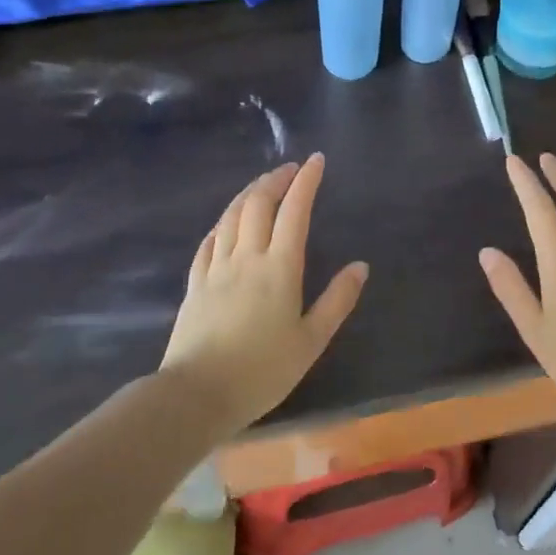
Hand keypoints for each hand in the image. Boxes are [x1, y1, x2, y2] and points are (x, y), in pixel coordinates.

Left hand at [159, 153, 367, 436]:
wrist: (197, 394)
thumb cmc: (262, 371)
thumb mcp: (311, 341)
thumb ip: (337, 301)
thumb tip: (360, 266)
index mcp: (280, 268)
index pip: (295, 211)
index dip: (306, 181)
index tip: (316, 160)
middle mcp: (247, 257)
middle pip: (259, 204)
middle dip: (276, 179)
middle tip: (290, 168)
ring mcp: (217, 268)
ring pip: (231, 216)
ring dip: (249, 193)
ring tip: (262, 185)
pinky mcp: (195, 283)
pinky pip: (209, 240)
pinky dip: (223, 222)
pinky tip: (226, 222)